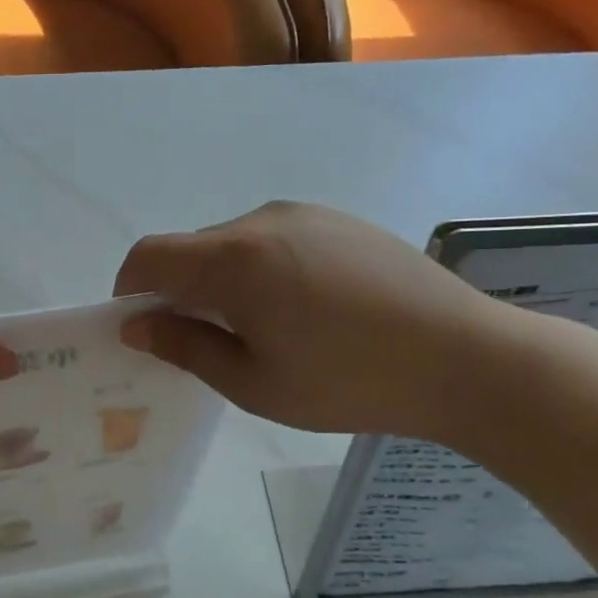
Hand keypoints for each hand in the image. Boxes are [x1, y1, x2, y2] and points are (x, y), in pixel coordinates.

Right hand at [113, 201, 512, 438]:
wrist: (468, 358)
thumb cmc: (348, 381)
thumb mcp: (254, 382)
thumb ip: (186, 348)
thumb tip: (137, 327)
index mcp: (234, 260)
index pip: (150, 256)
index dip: (129, 289)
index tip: (140, 328)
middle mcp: (262, 221)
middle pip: (191, 249)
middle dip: (178, 290)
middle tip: (203, 342)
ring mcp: (306, 215)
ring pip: (233, 244)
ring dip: (221, 281)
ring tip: (261, 330)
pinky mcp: (340, 221)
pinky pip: (274, 239)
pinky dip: (260, 270)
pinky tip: (303, 310)